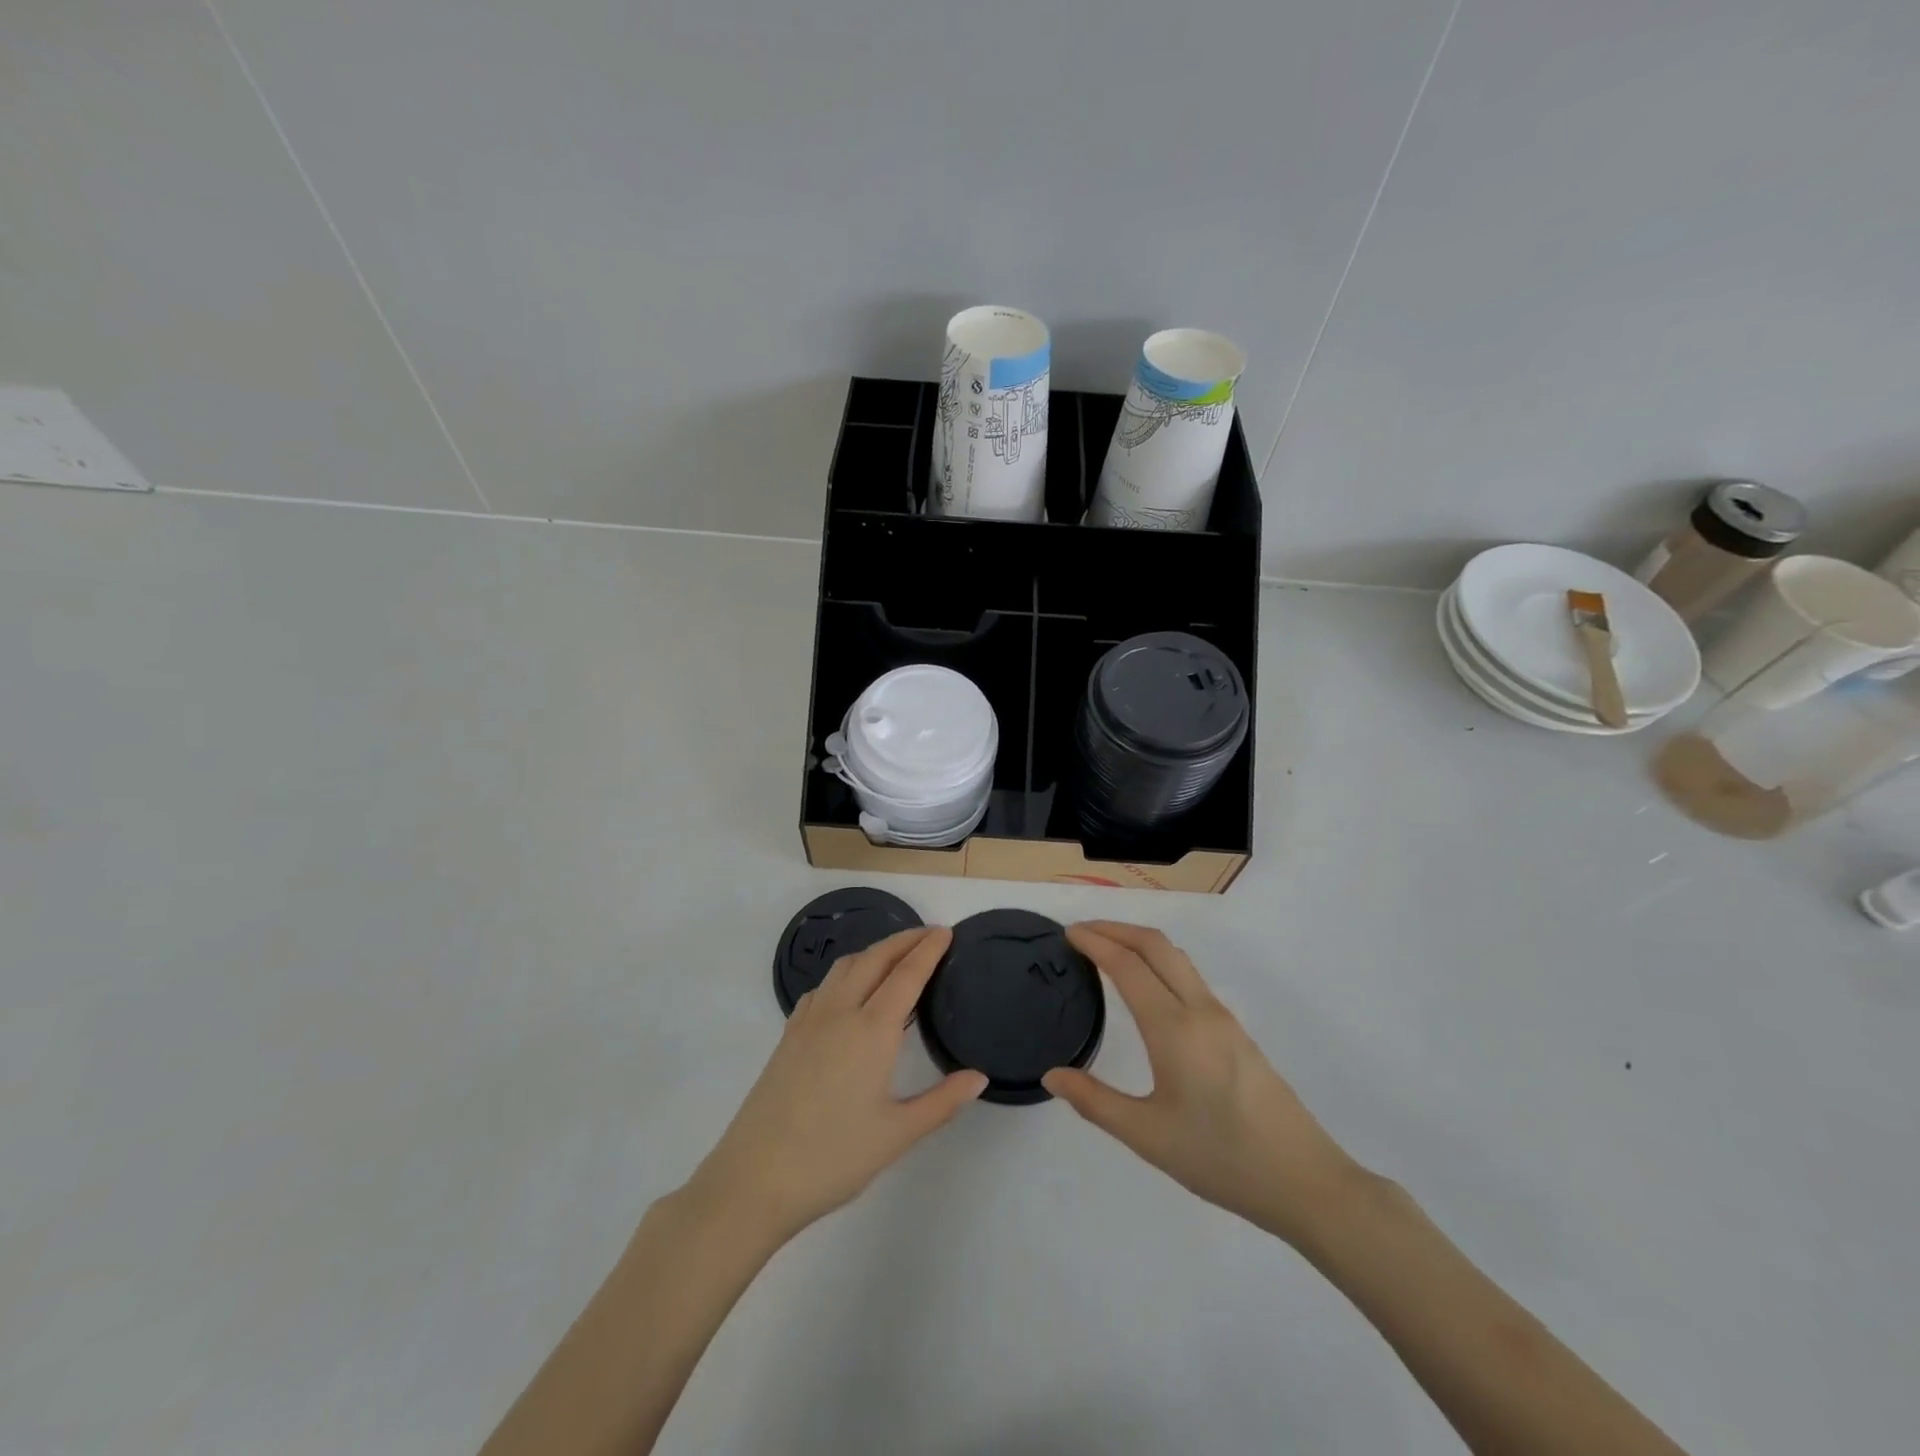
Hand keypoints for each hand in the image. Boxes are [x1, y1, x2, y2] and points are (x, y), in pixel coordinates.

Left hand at [687, 927, 986, 1246]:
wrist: (754, 1179)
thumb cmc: (832, 1157)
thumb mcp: (897, 1135)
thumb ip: (942, 1102)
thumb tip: (979, 1077)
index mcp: (871, 1031)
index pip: (906, 975)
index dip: (928, 950)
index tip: (945, 932)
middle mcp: (839, 1012)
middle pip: (875, 959)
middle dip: (903, 940)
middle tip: (929, 935)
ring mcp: (808, 1021)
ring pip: (845, 967)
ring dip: (874, 952)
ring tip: (894, 957)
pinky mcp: (788, 1035)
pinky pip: (823, 987)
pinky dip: (846, 973)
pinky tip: (850, 993)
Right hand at [1042, 921, 1360, 1243]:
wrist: (1305, 1181)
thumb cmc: (1221, 1158)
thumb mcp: (1148, 1136)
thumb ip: (1095, 1102)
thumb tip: (1052, 1076)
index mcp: (1174, 1028)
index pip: (1127, 965)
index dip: (1095, 942)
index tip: (1067, 933)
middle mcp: (1200, 1010)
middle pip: (1156, 945)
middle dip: (1117, 928)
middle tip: (1082, 932)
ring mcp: (1223, 1018)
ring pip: (1177, 958)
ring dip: (1140, 942)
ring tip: (1108, 951)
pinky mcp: (1236, 1032)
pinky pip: (1190, 977)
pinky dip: (1159, 962)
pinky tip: (1147, 988)